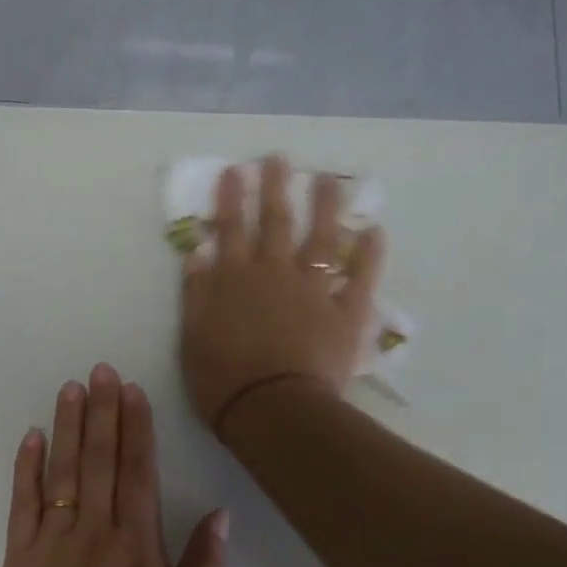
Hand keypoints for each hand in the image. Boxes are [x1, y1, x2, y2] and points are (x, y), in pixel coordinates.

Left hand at [0, 364, 228, 566]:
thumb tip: (220, 513)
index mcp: (136, 544)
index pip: (137, 470)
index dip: (136, 426)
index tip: (131, 390)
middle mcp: (93, 530)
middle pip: (99, 458)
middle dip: (102, 411)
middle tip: (100, 370)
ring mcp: (51, 541)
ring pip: (62, 471)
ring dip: (67, 426)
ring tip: (70, 388)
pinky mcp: (19, 558)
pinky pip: (23, 502)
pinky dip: (26, 467)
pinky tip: (31, 437)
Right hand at [179, 155, 385, 433]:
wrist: (271, 408)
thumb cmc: (222, 380)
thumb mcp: (192, 339)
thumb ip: (195, 295)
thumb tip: (197, 255)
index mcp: (233, 280)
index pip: (230, 229)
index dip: (231, 198)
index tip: (235, 170)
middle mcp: (274, 273)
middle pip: (276, 221)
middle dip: (276, 187)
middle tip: (280, 158)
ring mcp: (313, 289)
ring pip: (322, 238)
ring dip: (326, 206)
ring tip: (329, 180)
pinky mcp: (345, 312)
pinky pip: (360, 277)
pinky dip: (369, 254)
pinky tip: (374, 231)